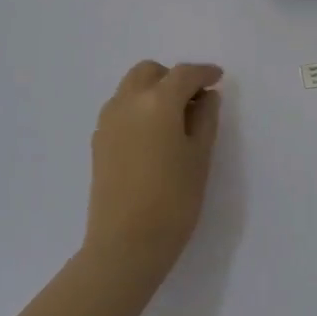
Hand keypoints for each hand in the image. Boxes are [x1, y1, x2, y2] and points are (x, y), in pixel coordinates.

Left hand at [86, 60, 223, 280]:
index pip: (184, 74)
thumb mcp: (200, 156)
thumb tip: (206, 96)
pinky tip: (153, 136)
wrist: (125, 244)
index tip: (218, 78)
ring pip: (131, 88)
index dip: (204, 73)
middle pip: (150, 72)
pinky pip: (120, 109)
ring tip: (174, 119)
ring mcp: (108, 121)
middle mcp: (127, 102)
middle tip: (194, 100)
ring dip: (153, 91)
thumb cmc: (173, 199)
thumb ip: (205, 119)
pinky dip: (138, 108)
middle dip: (172, 78)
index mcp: (157, 101)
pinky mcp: (98, 141)